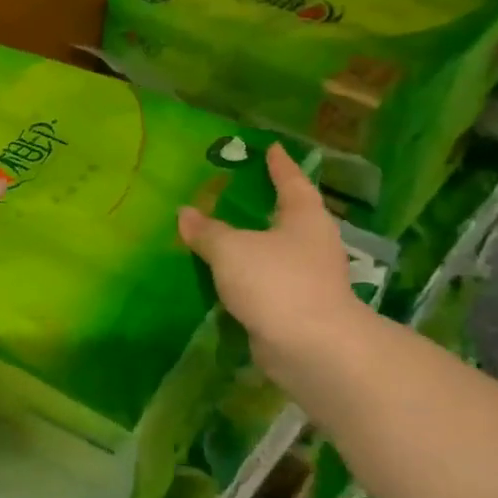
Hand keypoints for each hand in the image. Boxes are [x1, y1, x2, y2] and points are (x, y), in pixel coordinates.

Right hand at [178, 143, 359, 368]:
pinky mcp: (297, 309)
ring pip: (275, 253)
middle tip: (235, 192)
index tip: (272, 148)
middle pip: (287, 216)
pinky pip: (266, 284)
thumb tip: (185, 213)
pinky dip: (248, 278)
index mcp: (305, 217)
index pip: (291, 180)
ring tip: (221, 235)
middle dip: (264, 206)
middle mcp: (312, 243)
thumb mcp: (232, 249)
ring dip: (252, 245)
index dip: (279, 164)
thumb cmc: (277, 282)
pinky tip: (224, 278)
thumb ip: (207, 231)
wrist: (311, 348)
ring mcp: (308, 279)